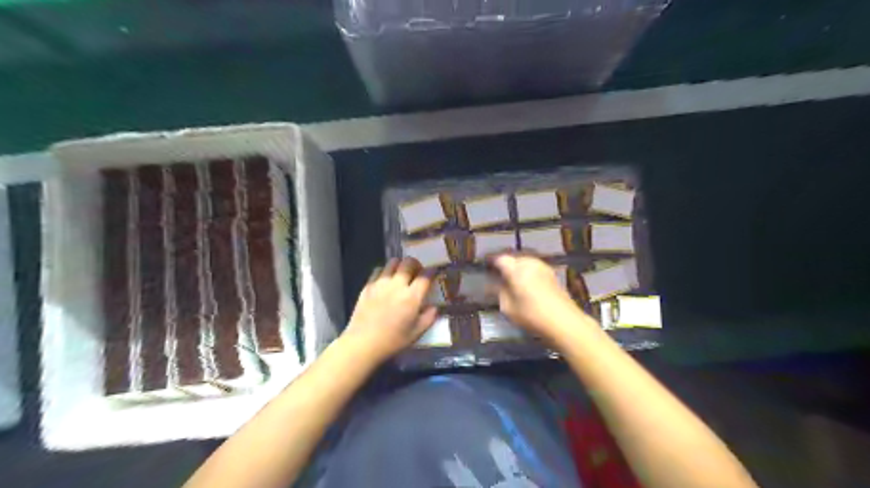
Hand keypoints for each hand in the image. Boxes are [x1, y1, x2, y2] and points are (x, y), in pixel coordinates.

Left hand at [338, 259, 434, 365]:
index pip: (425, 275)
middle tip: (417, 272)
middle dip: (416, 264)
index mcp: (411, 297)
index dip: (432, 271)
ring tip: (401, 274)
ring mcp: (381, 283)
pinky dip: (386, 271)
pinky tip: (386, 281)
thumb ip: (429, 317)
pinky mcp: (368, 285)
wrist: (363, 343)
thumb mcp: (416, 333)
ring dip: (400, 265)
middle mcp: (397, 285)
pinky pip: (379, 270)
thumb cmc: (393, 340)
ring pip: (393, 262)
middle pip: (409, 262)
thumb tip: (434, 307)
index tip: (434, 273)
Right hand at [488, 253, 591, 339]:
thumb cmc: (532, 315)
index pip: (500, 259)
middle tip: (499, 276)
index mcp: (516, 269)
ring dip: (518, 268)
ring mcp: (543, 267)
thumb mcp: (508, 308)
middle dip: (506, 265)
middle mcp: (530, 263)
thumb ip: (500, 293)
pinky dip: (528, 273)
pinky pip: (535, 268)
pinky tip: (527, 284)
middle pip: (514, 258)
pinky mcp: (552, 274)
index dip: (492, 263)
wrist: (564, 322)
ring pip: (526, 262)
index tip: (487, 269)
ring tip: (512, 280)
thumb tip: (494, 285)